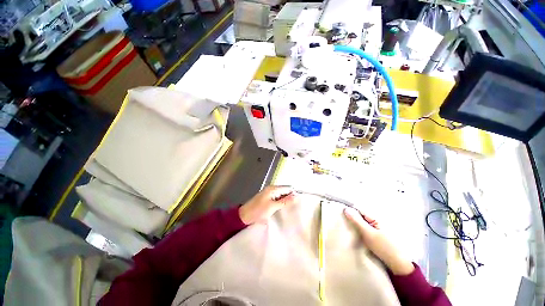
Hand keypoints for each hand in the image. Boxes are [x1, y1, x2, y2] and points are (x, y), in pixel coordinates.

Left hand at [238, 186, 297, 224]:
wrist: (244, 216)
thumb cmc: (258, 211)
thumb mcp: (273, 207)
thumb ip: (284, 201)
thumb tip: (296, 196)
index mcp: (273, 189)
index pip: (287, 188)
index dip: (294, 193)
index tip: (300, 201)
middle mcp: (271, 189)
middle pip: (284, 191)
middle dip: (290, 197)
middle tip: (297, 206)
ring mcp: (269, 194)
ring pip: (281, 196)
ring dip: (286, 201)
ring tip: (293, 208)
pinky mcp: (267, 200)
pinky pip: (277, 199)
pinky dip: (281, 203)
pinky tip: (284, 209)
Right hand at [344, 207, 413, 275]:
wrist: (398, 264)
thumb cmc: (384, 247)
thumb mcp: (368, 233)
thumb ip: (357, 221)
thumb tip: (346, 209)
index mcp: (375, 217)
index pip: (359, 209)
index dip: (349, 211)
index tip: (339, 213)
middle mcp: (376, 220)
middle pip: (359, 215)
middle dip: (351, 218)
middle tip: (341, 222)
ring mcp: (376, 228)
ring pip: (361, 222)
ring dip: (354, 224)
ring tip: (345, 228)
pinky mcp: (376, 235)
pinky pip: (364, 228)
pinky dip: (358, 230)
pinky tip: (354, 234)